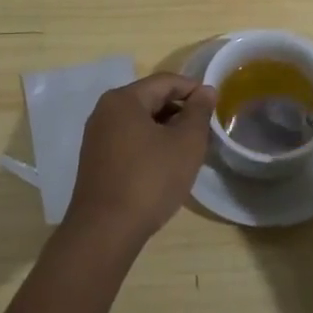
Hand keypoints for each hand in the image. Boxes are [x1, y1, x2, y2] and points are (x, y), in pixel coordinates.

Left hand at [65, 73, 215, 244]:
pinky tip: (166, 165)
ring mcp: (97, 137)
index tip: (216, 105)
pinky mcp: (96, 161)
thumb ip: (199, 112)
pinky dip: (150, 144)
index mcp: (124, 99)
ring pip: (140, 122)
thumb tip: (206, 90)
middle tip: (205, 130)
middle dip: (181, 111)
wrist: (105, 232)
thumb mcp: (185, 143)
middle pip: (151, 99)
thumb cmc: (149, 180)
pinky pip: (129, 140)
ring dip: (167, 129)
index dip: (194, 89)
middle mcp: (105, 111)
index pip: (166, 81)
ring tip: (190, 149)